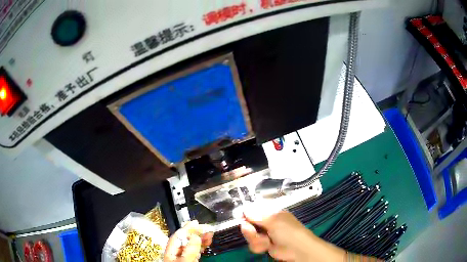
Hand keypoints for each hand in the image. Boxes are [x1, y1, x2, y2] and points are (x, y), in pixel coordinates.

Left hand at [164, 221, 213, 261]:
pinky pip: (196, 251)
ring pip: (192, 245)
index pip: (178, 236)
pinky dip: (202, 246)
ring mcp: (182, 257)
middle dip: (196, 232)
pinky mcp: (190, 260)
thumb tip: (195, 236)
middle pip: (185, 239)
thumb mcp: (184, 260)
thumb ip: (189, 249)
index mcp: (170, 251)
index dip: (187, 228)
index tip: (196, 222)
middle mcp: (175, 253)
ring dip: (201, 238)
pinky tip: (207, 242)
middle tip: (205, 226)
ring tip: (210, 233)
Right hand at [241, 209, 314, 260]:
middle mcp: (266, 221)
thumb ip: (257, 215)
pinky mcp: (263, 244)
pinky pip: (253, 244)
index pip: (254, 208)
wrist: (296, 250)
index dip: (246, 211)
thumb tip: (244, 208)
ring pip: (249, 234)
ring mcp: (264, 233)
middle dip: (249, 229)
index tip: (239, 216)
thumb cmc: (288, 231)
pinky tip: (266, 246)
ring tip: (265, 241)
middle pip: (248, 222)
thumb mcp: (273, 220)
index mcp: (271, 211)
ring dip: (255, 239)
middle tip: (251, 231)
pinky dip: (258, 246)